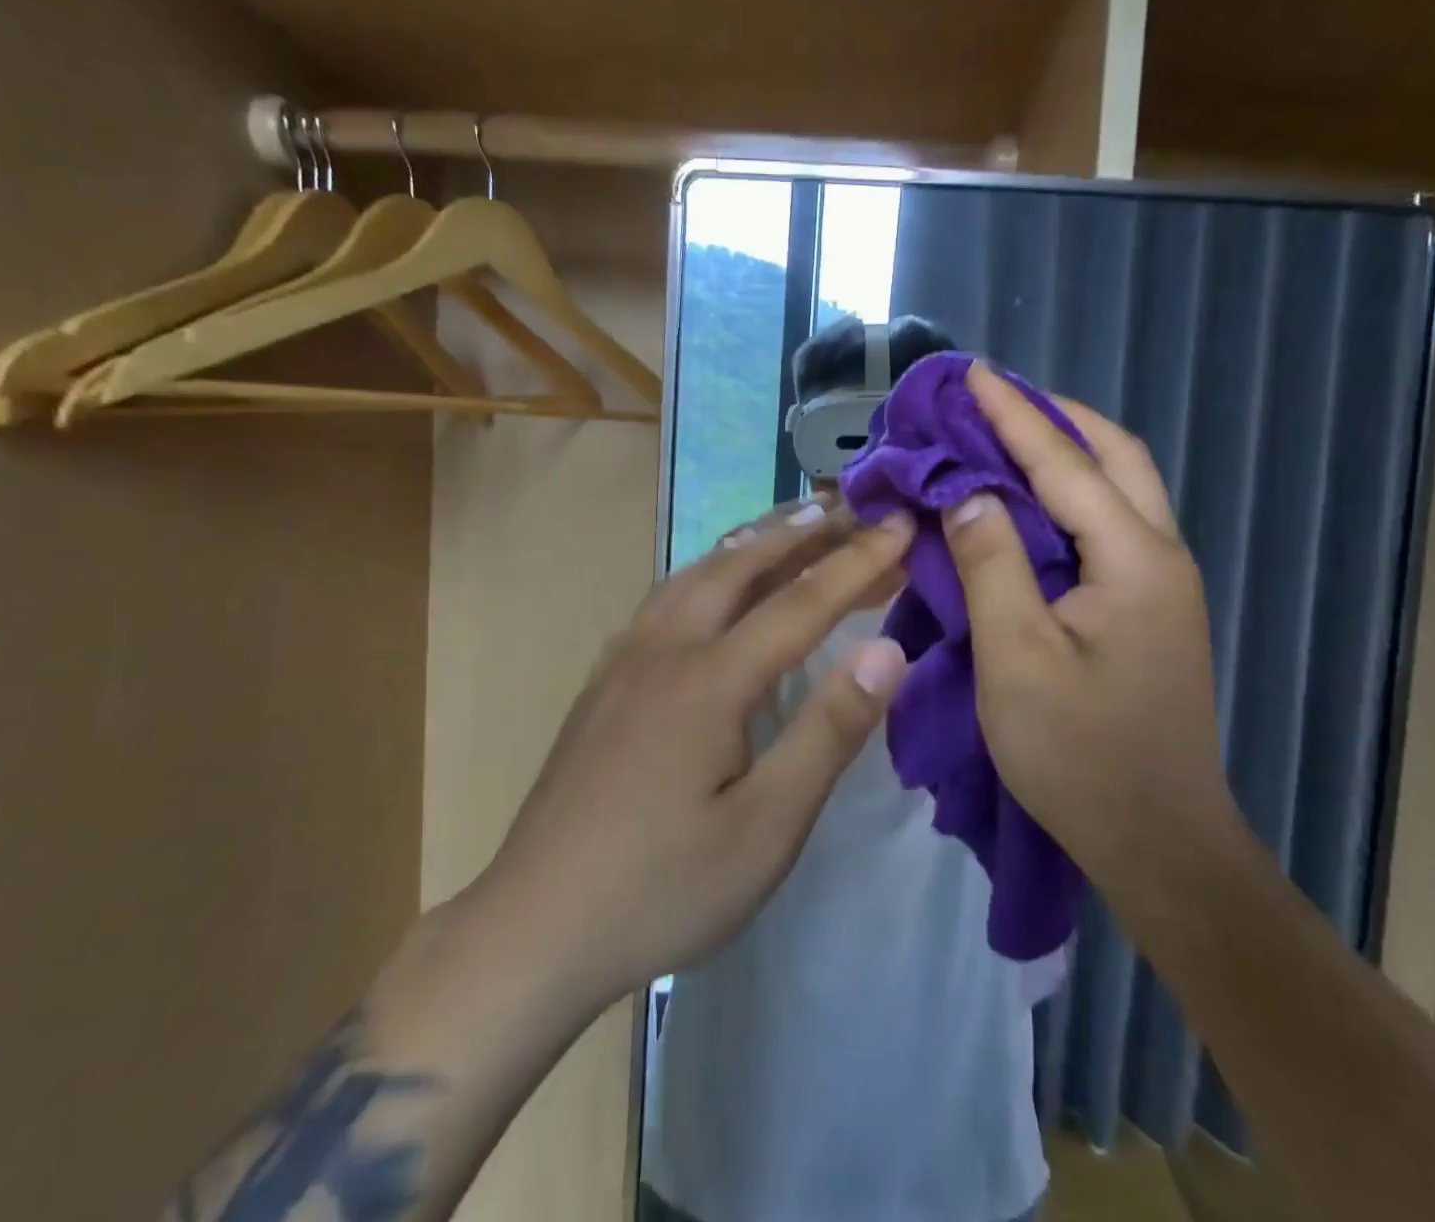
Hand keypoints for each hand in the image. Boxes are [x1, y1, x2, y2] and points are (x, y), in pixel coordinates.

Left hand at [480, 498, 914, 1006]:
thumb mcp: (767, 827)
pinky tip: (714, 584)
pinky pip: (665, 598)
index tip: (901, 523)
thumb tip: (888, 651)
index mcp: (710, 679)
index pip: (802, 602)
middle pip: (742, 564)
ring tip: (793, 523)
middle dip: (803, 531)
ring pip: (696, 573)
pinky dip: (707, 571)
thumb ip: (829, 732)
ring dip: (751, 541)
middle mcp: (665, 648)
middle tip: (851, 506)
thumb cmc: (663, 887)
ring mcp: (625, 659)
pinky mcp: (604, 680)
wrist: (532, 929)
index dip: (859, 561)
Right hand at [944, 361, 1234, 883]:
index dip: (1012, 415)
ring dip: (1066, 450)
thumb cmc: (1080, 756)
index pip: (1065, 463)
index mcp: (1133, 560)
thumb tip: (966, 493)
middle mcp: (1160, 555)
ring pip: (1120, 486)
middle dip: (1054, 416)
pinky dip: (1069, 493)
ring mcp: (1161, 583)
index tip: (971, 374)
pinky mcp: (1149, 608)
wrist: (1160, 843)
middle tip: (991, 401)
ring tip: (1004, 436)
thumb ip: (990, 566)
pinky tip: (1027, 503)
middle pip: (1115, 456)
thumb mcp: (1016, 659)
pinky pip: (1109, 523)